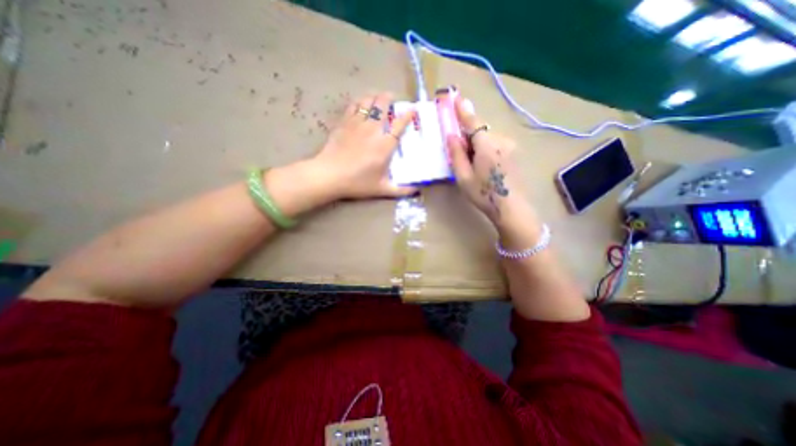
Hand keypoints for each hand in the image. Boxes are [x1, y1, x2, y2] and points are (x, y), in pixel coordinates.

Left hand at [311, 91, 417, 198]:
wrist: (329, 175)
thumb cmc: (357, 183)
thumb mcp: (382, 189)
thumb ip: (401, 190)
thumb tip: (416, 191)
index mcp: (385, 145)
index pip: (399, 125)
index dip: (407, 115)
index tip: (412, 109)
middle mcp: (373, 130)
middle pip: (382, 106)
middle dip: (389, 98)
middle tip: (392, 98)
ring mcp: (357, 124)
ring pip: (368, 102)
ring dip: (374, 96)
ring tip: (378, 97)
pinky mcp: (343, 123)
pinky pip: (353, 106)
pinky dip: (359, 101)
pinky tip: (361, 103)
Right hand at [448, 96, 533, 226]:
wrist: (512, 208)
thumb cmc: (484, 194)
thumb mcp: (463, 177)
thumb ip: (456, 154)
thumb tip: (451, 136)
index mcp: (487, 144)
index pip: (473, 121)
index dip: (462, 110)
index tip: (455, 96)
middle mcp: (501, 140)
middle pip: (479, 131)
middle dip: (467, 136)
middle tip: (458, 152)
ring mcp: (510, 146)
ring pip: (487, 138)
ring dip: (476, 145)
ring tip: (471, 165)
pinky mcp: (513, 153)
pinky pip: (494, 144)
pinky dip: (485, 149)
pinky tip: (483, 166)